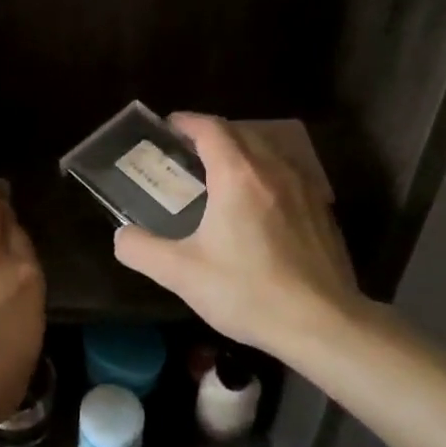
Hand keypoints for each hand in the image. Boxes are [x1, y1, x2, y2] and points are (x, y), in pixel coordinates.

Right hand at [112, 113, 369, 365]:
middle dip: (212, 135)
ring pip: (269, 152)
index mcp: (238, 175)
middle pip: (241, 134)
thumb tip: (122, 236)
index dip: (186, 122)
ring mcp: (305, 189)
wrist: (323, 324)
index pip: (211, 129)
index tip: (167, 127)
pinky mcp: (323, 212)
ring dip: (242, 153)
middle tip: (187, 153)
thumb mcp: (181, 274)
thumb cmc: (248, 291)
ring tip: (221, 175)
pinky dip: (266, 176)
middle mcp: (274, 171)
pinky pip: (289, 176)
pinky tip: (258, 207)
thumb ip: (141, 250)